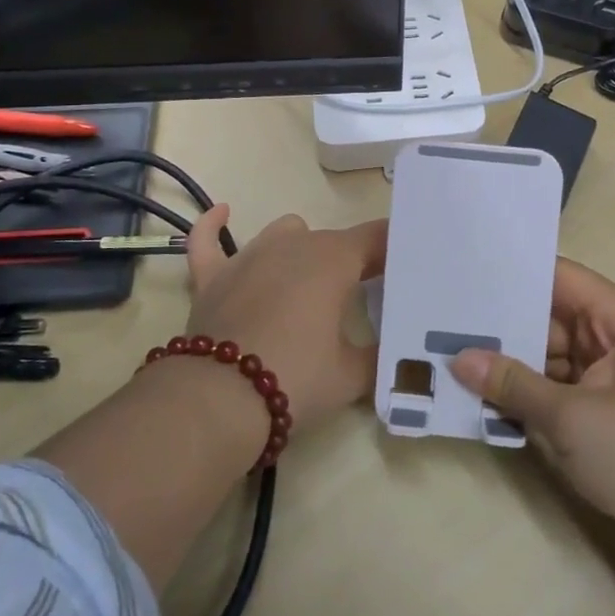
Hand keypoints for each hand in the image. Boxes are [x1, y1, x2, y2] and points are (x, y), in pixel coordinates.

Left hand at [182, 205, 386, 437]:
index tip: (405, 270)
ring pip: (285, 233)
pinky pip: (209, 239)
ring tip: (309, 282)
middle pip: (333, 241)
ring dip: (302, 250)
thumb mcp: (352, 375)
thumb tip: (394, 354)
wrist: (219, 401)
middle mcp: (293, 245)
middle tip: (363, 296)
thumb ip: (378, 356)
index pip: (376, 238)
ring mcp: (249, 256)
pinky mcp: (212, 276)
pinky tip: (224, 214)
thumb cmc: (296, 379)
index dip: (394, 250)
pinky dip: (215, 227)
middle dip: (351, 261)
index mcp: (333, 260)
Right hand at [450, 259, 614, 534]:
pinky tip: (491, 396)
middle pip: (552, 315)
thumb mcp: (571, 419)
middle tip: (446, 324)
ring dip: (516, 362)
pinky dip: (534, 390)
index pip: (559, 276)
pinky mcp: (611, 402)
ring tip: (456, 358)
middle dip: (505, 325)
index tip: (465, 276)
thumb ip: (513, 385)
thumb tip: (458, 359)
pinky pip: (563, 382)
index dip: (514, 274)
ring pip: (554, 352)